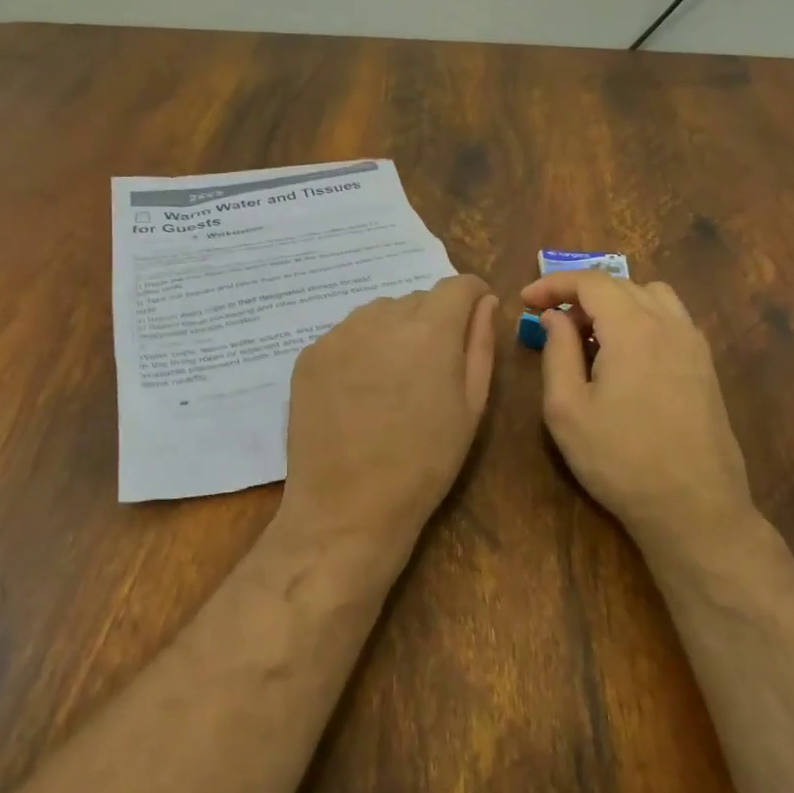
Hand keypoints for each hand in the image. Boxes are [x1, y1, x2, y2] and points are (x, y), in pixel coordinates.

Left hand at [279, 275, 498, 568]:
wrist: (347, 507)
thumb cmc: (424, 463)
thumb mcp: (470, 407)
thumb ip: (480, 344)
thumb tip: (484, 302)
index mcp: (429, 331)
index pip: (457, 285)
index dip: (472, 296)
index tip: (473, 317)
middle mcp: (381, 318)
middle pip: (416, 299)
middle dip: (432, 320)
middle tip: (430, 368)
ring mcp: (339, 335)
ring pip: (378, 314)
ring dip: (393, 332)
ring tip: (391, 381)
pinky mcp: (309, 354)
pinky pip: (346, 335)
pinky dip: (359, 350)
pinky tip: (358, 392)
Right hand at [523, 272, 756, 559]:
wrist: (694, 509)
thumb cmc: (620, 460)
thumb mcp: (567, 409)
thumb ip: (557, 352)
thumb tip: (554, 317)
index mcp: (633, 329)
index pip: (590, 282)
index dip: (553, 284)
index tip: (525, 300)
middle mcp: (669, 325)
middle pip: (621, 284)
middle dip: (580, 294)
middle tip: (550, 321)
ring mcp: (694, 345)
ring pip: (652, 296)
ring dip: (615, 302)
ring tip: (590, 334)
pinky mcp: (705, 367)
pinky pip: (671, 319)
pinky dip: (641, 318)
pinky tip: (624, 354)